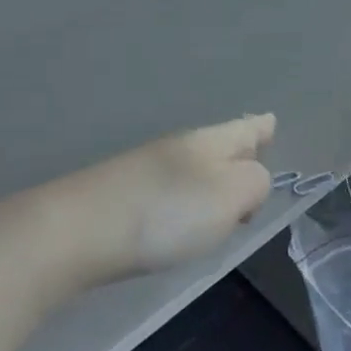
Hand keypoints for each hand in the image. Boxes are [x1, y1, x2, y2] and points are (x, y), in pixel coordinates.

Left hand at [78, 113, 275, 275]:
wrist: (80, 230)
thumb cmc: (166, 212)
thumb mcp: (229, 195)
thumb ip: (254, 183)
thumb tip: (252, 181)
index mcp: (207, 142)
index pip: (243, 129)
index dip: (260, 127)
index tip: (271, 119)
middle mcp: (178, 149)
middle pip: (218, 145)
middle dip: (239, 149)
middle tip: (256, 152)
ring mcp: (146, 170)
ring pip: (193, 167)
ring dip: (213, 176)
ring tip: (227, 190)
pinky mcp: (124, 197)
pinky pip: (171, 189)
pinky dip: (186, 197)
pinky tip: (184, 213)